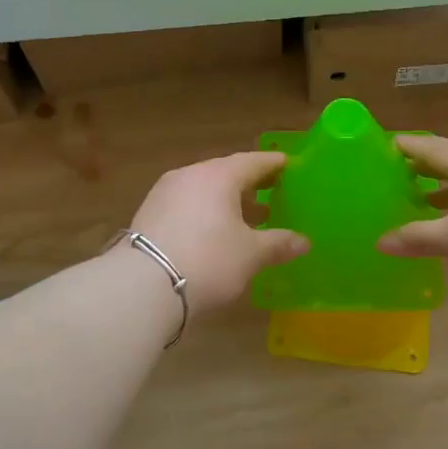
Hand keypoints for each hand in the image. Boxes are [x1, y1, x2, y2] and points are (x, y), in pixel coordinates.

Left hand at [124, 151, 309, 313]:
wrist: (143, 287)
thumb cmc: (209, 260)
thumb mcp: (251, 255)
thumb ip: (278, 244)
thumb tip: (304, 242)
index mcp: (218, 176)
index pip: (252, 162)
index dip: (273, 164)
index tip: (288, 165)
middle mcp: (189, 176)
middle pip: (225, 173)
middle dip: (250, 183)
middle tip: (272, 191)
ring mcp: (164, 194)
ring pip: (204, 190)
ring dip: (226, 201)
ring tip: (247, 217)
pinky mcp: (148, 216)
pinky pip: (187, 206)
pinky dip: (205, 213)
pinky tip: (215, 232)